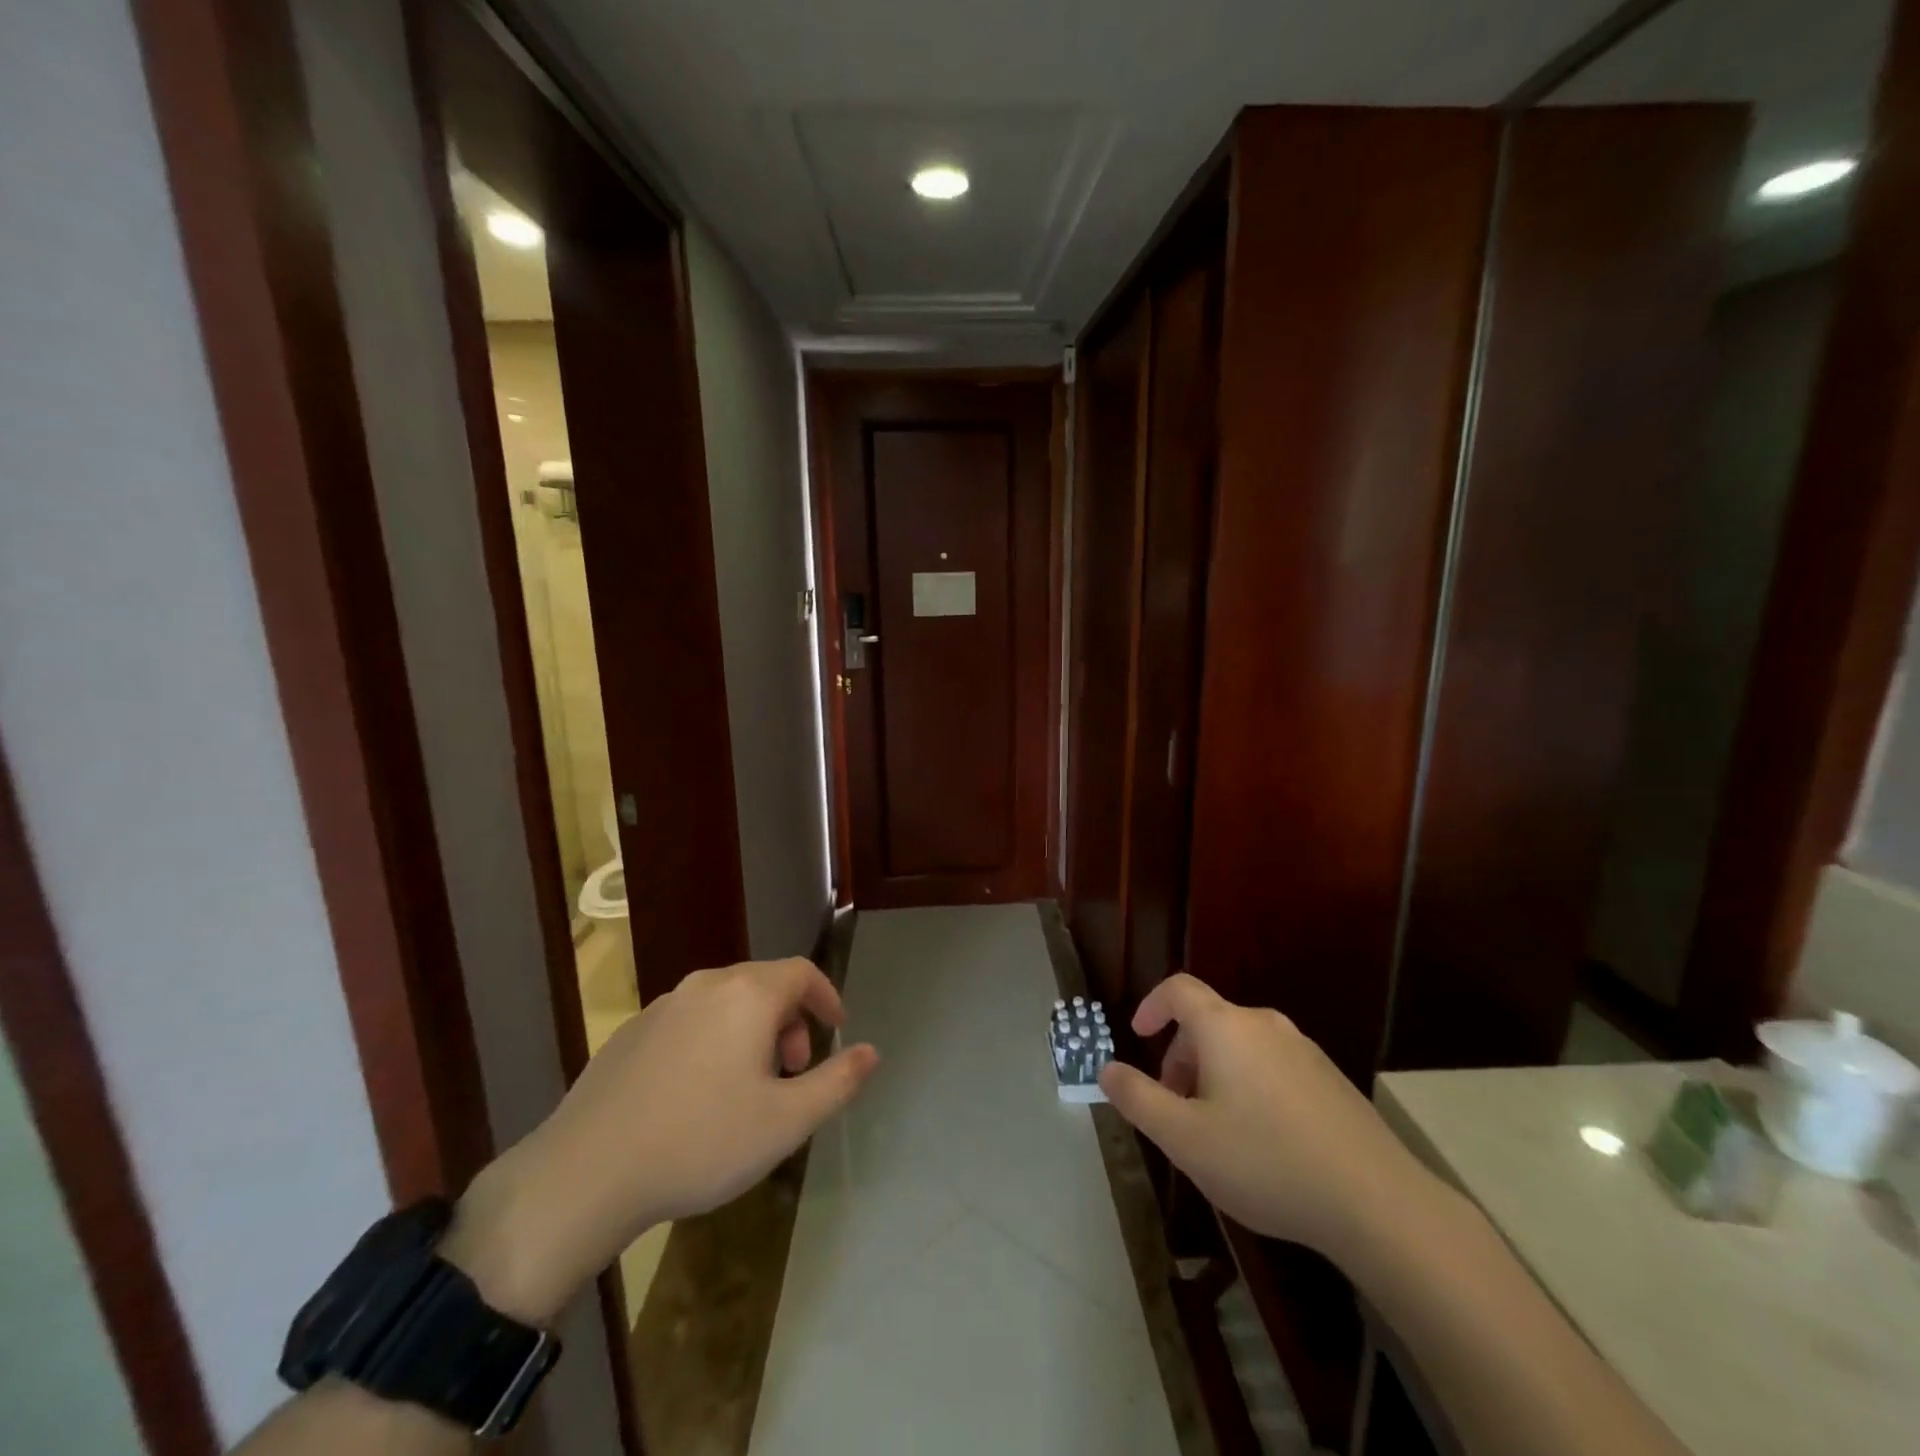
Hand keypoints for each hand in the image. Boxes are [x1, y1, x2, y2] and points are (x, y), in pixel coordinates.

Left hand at [445, 957, 878, 1321]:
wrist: (587, 1173)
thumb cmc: (701, 1142)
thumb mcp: (786, 1122)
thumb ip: (837, 1081)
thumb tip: (871, 1051)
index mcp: (748, 995)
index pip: (802, 973)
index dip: (826, 997)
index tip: (835, 1029)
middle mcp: (706, 985)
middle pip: (764, 985)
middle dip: (790, 1020)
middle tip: (793, 1071)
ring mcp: (662, 1006)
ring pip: (725, 1003)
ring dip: (751, 1032)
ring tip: (749, 1086)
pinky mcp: (630, 1032)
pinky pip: (690, 1021)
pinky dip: (712, 1040)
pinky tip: (698, 1094)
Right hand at [1098, 974, 1427, 1261]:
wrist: (1377, 1202)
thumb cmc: (1265, 1161)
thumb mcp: (1184, 1138)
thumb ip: (1138, 1098)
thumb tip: (1106, 1069)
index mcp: (1226, 1027)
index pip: (1178, 989)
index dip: (1151, 1005)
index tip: (1137, 1036)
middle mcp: (1265, 1025)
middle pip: (1208, 1022)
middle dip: (1181, 1057)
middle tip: (1175, 1107)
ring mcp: (1304, 1050)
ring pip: (1241, 1047)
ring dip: (1215, 1074)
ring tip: (1215, 1131)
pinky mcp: (1331, 1080)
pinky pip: (1273, 1066)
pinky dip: (1250, 1086)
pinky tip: (1263, 1142)